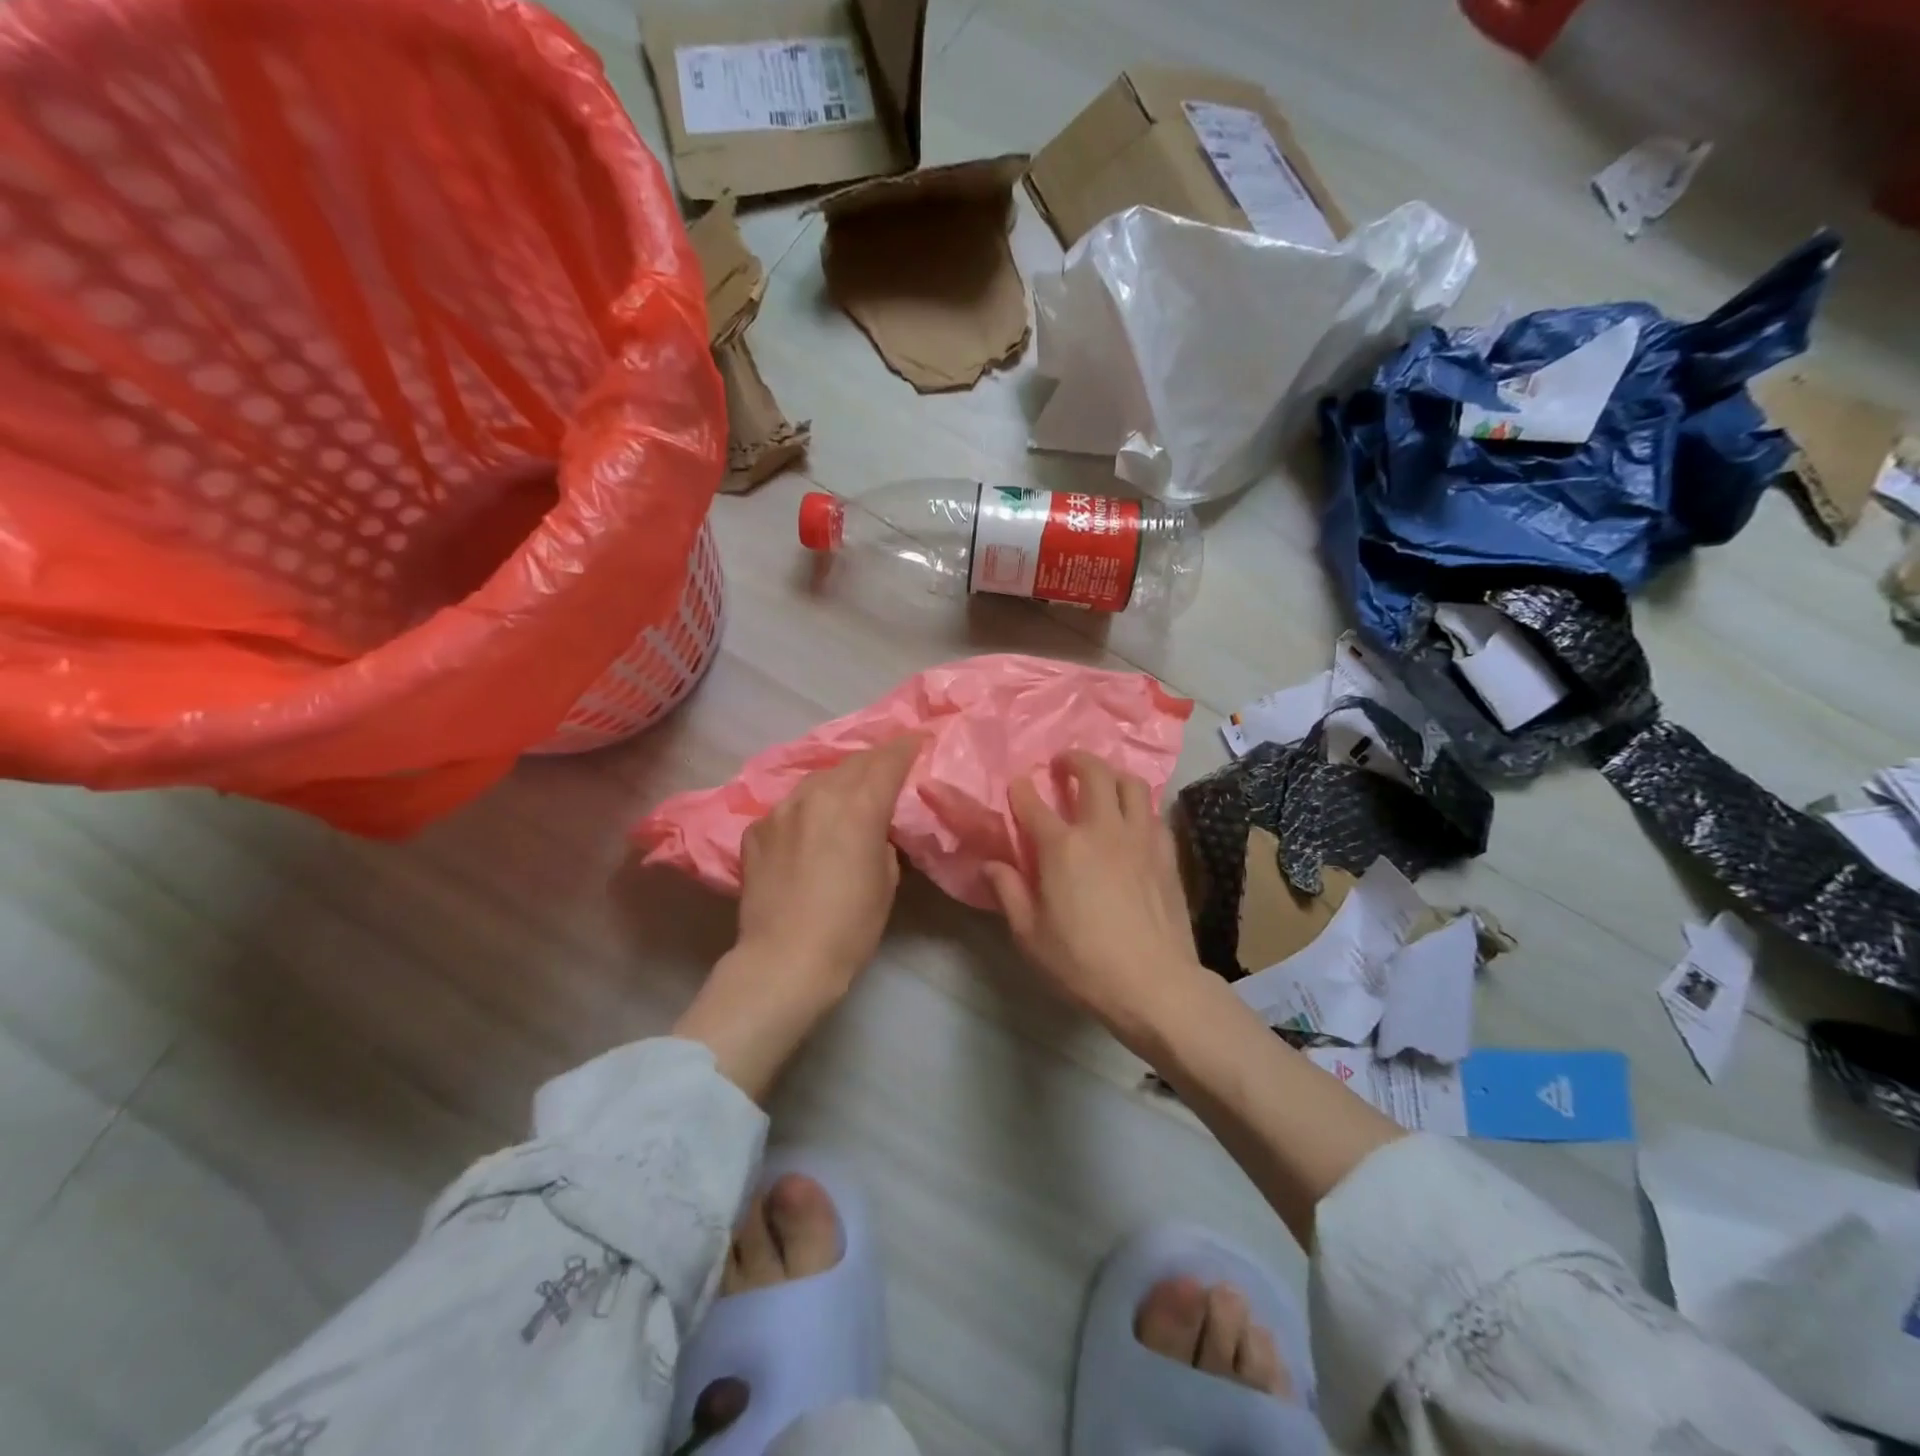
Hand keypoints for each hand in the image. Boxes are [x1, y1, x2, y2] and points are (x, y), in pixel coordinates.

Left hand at [676, 734, 923, 1099]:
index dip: (906, 747)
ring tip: (850, 792)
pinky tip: (811, 827)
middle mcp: (817, 795)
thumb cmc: (850, 926)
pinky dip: (808, 808)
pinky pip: (790, 806)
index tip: (919, 740)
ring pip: (817, 779)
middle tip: (890, 765)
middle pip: (852, 763)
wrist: (783, 960)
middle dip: (875, 760)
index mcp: (858, 805)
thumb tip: (875, 828)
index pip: (887, 761)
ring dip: (840, 780)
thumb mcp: (887, 880)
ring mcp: (781, 810)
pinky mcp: (756, 829)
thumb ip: (884, 839)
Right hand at [984, 752, 1207, 1048]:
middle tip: (1063, 764)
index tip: (1017, 784)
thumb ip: (1007, 892)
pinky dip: (1138, 806)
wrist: (1154, 984)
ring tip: (1101, 781)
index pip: (1033, 804)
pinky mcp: (1166, 853)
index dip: (1021, 790)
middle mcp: (1102, 829)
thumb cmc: (1083, 962)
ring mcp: (1140, 838)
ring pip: (1130, 784)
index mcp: (1062, 847)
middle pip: (1093, 774)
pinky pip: (1153, 813)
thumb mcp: (1030, 935)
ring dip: (1111, 774)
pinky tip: (1132, 821)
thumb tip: (989, 864)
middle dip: (1075, 760)